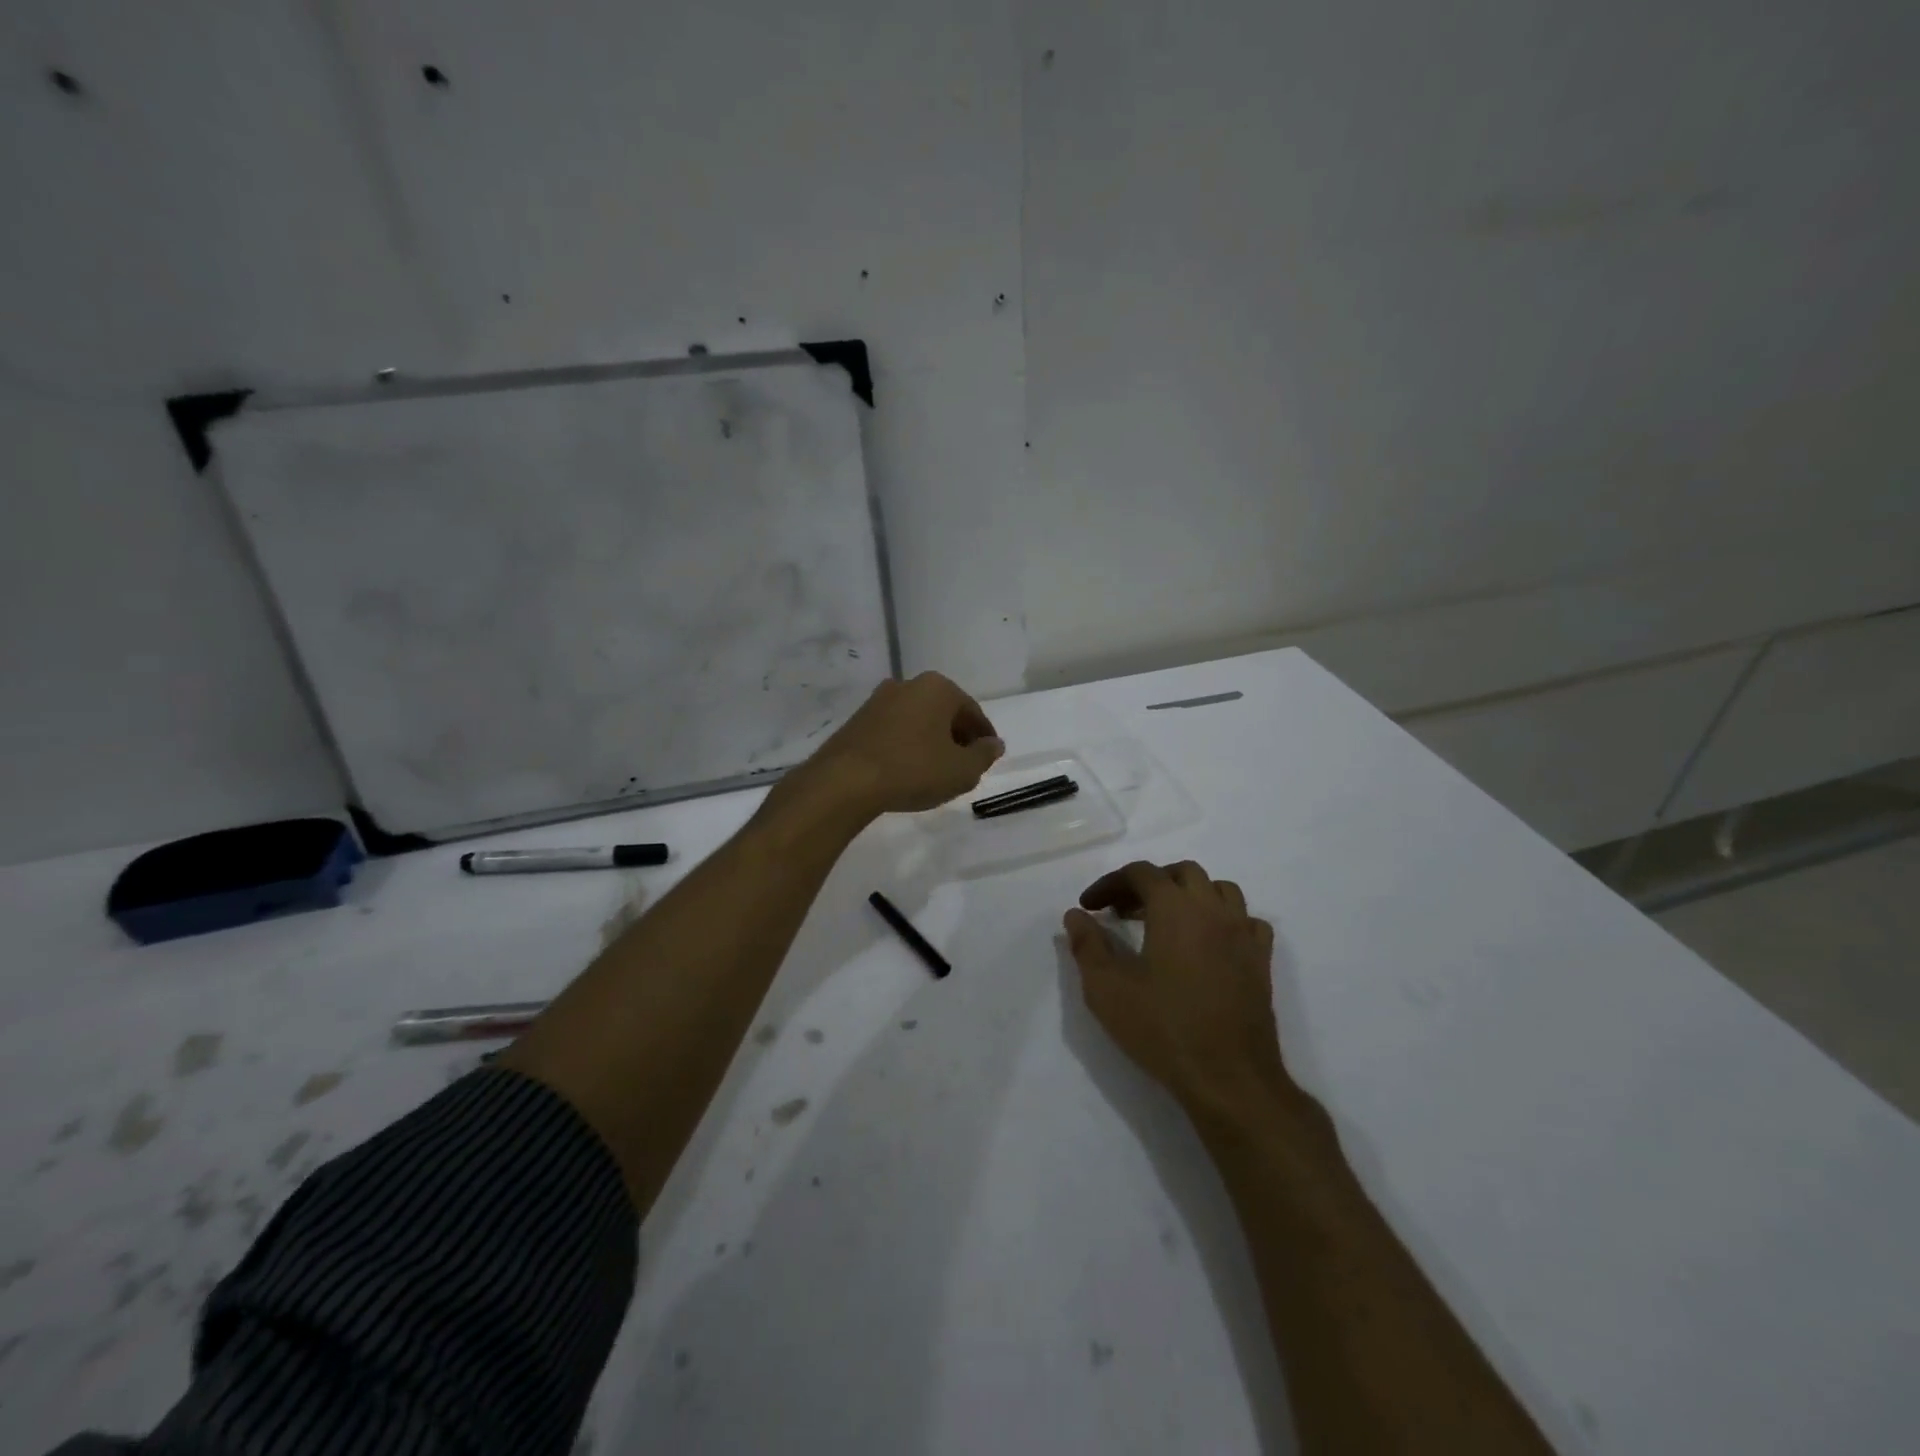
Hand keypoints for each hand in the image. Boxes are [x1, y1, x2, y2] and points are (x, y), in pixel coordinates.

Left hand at [807, 671, 1004, 814]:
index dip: (984, 738)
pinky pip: (894, 731)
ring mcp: (878, 700)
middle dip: (956, 737)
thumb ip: (983, 755)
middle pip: (944, 712)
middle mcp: (908, 684)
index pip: (973, 712)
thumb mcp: (961, 770)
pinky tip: (907, 770)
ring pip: (917, 720)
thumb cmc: (913, 770)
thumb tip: (994, 744)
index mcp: (938, 688)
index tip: (988, 758)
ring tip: (935, 771)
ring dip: (930, 741)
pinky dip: (906, 746)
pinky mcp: (857, 720)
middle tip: (964, 765)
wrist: (845, 781)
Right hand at [1065, 860, 1299, 1127]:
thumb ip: (1088, 946)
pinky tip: (1209, 943)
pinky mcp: (1262, 961)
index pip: (1140, 873)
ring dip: (1190, 895)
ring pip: (1219, 890)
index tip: (1090, 907)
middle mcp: (1213, 910)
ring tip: (1166, 920)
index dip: (1110, 883)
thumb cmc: (1163, 1029)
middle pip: (1182, 873)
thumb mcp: (1107, 989)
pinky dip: (1224, 919)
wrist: (1229, 1078)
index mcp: (1175, 908)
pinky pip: (1247, 921)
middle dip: (1150, 883)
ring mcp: (1243, 934)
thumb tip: (1076, 916)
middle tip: (1124, 911)